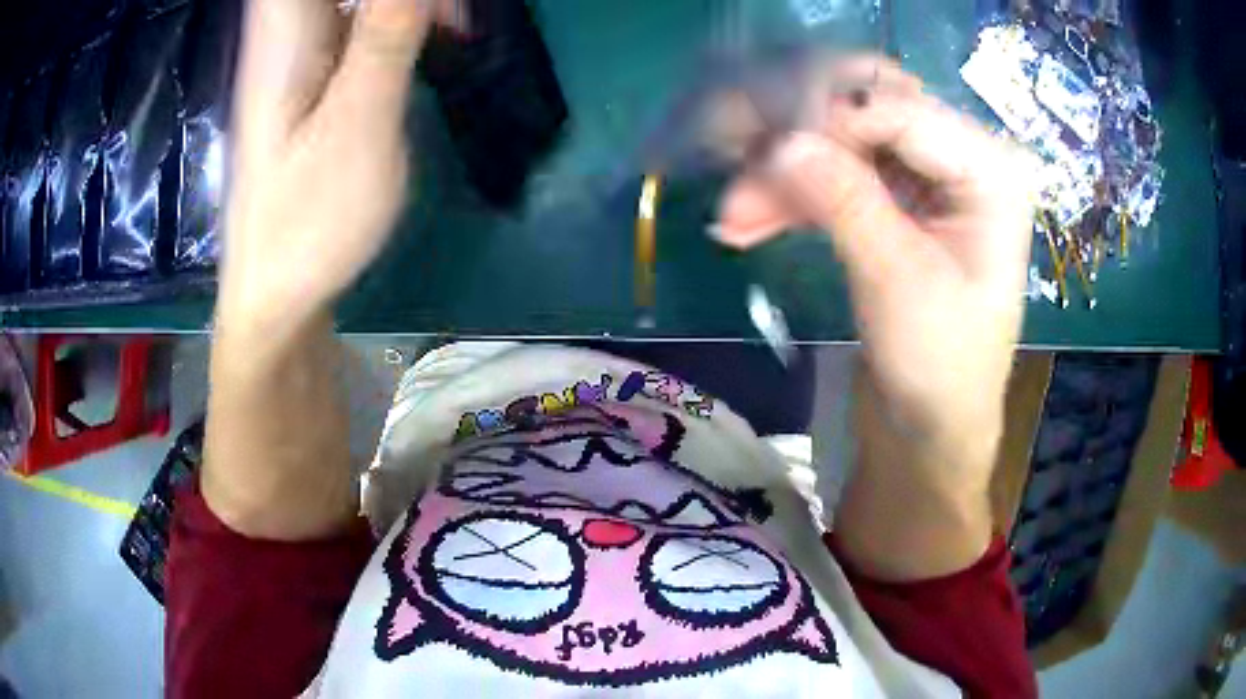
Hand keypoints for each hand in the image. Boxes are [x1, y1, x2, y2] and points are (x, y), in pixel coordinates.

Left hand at [219, 0, 460, 333]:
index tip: (434, 6)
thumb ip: (385, 36)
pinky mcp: (317, 68)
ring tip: (458, 28)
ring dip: (416, 1)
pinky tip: (439, 36)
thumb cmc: (308, 222)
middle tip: (455, 17)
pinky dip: (406, 12)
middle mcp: (288, 26)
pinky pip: (365, 11)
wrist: (278, 292)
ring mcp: (303, 46)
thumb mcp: (356, 128)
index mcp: (285, 30)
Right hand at [717, 59, 1035, 578]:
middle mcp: (961, 156)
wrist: (931, 427)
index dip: (826, 123)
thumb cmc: (940, 366)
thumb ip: (846, 201)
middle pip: (868, 111)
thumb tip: (779, 140)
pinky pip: (837, 175)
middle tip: (737, 154)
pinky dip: (793, 194)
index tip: (760, 153)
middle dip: (801, 133)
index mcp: (990, 169)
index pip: (897, 110)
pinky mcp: (895, 202)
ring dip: (786, 172)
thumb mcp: (899, 282)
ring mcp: (925, 177)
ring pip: (842, 143)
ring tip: (732, 214)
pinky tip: (747, 221)